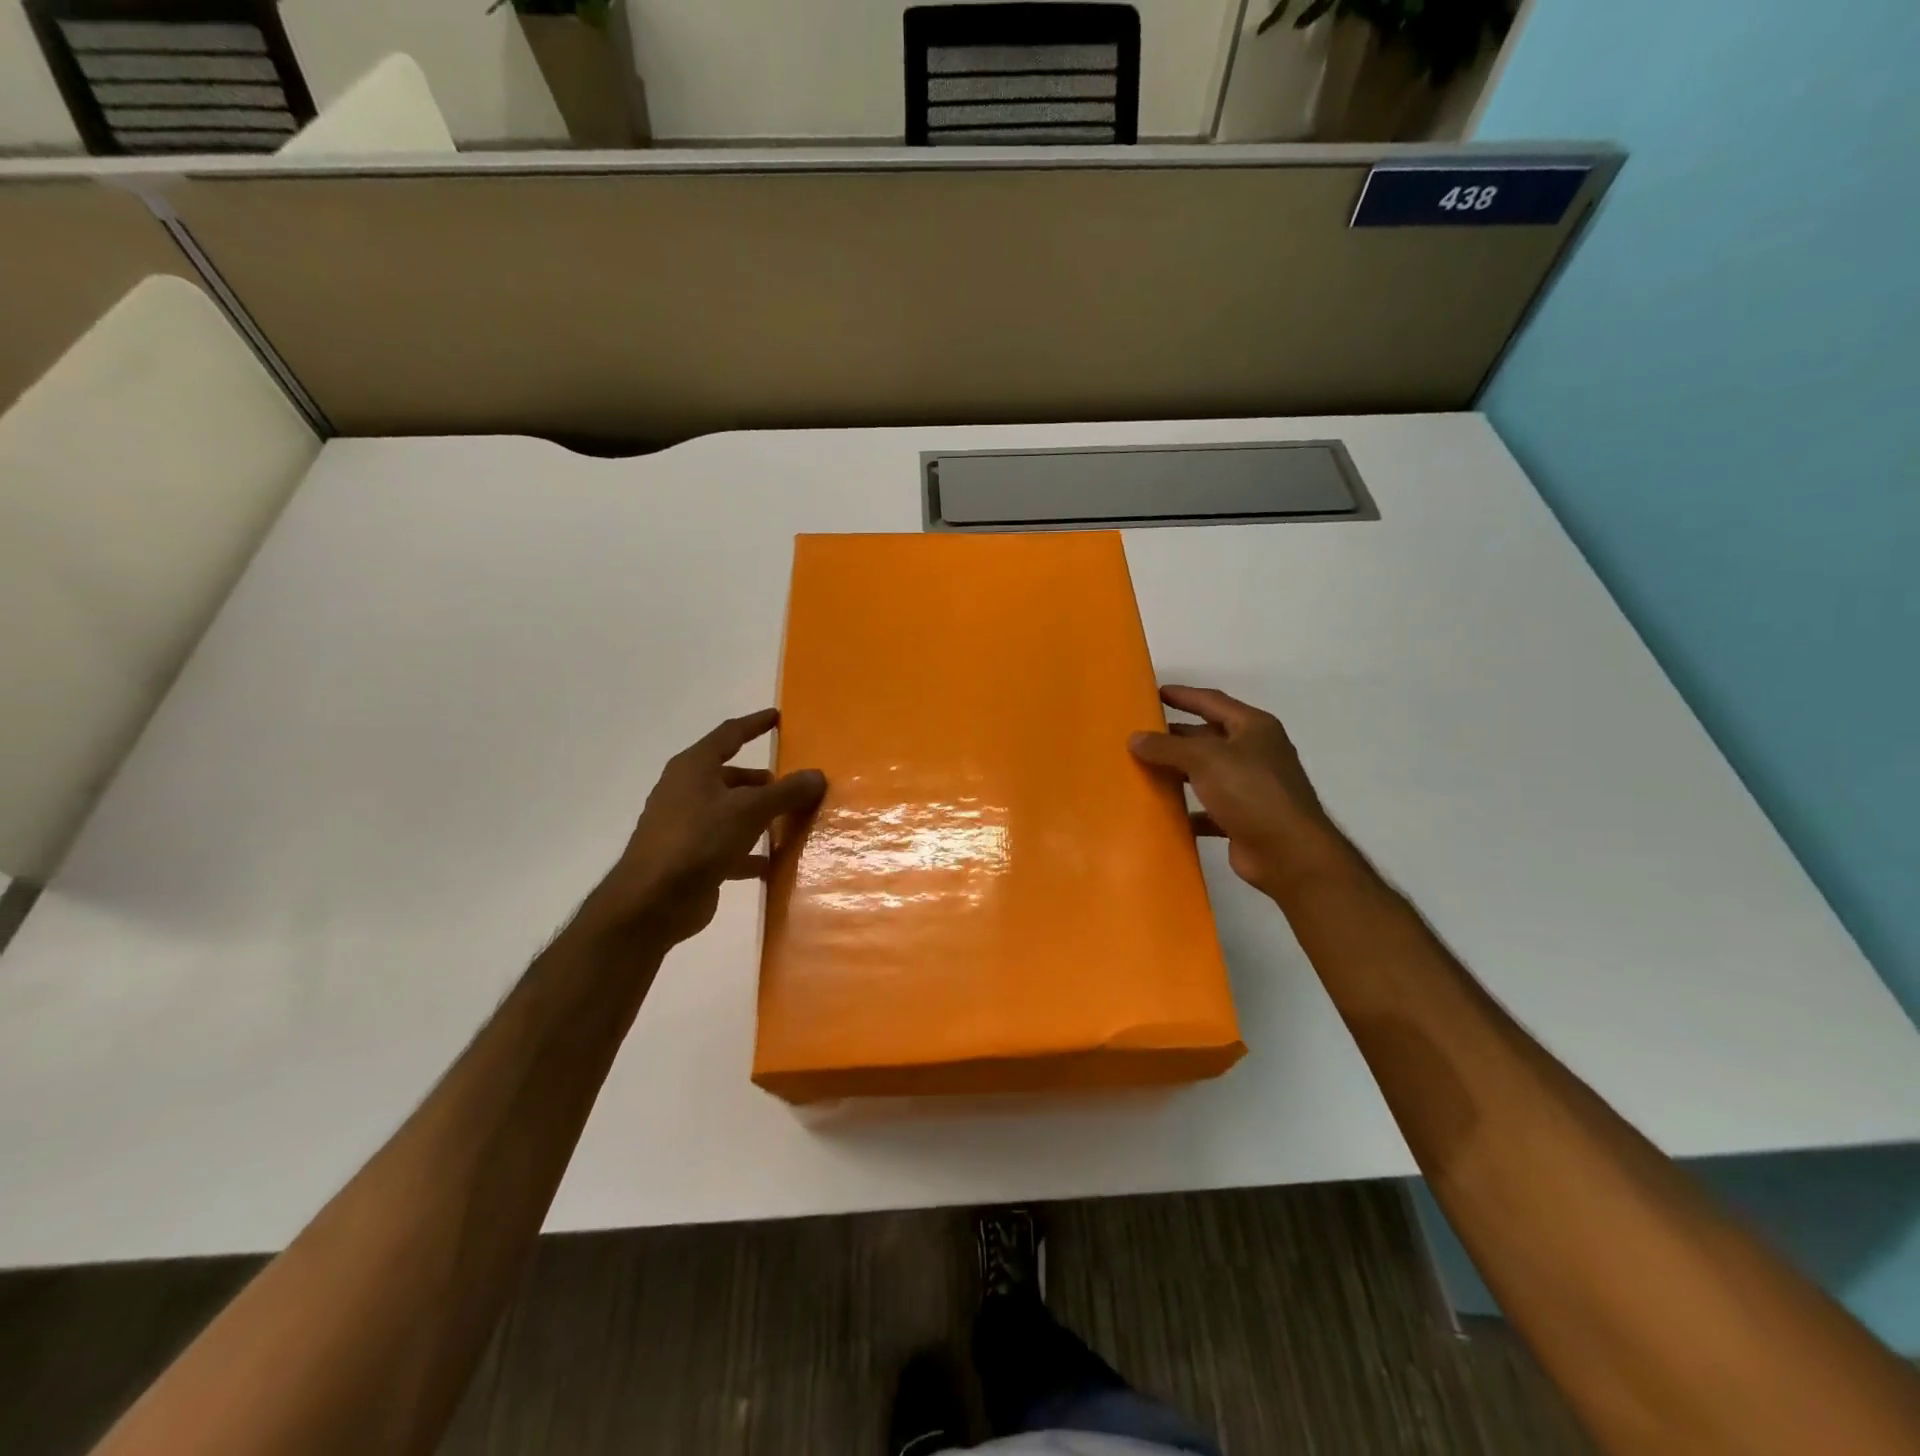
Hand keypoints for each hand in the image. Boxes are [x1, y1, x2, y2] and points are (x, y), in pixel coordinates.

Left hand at [580, 709, 825, 948]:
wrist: (652, 902)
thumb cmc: (699, 840)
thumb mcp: (749, 810)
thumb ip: (786, 792)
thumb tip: (817, 775)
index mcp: (694, 767)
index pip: (729, 735)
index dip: (754, 725)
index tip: (777, 717)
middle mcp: (687, 791)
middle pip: (731, 777)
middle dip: (762, 782)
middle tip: (794, 786)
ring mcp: (686, 826)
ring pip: (731, 813)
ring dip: (759, 817)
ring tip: (792, 823)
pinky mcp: (691, 858)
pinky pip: (728, 846)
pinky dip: (750, 851)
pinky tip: (774, 863)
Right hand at [1129, 686, 1350, 898]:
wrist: (1289, 853)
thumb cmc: (1251, 792)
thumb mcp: (1205, 760)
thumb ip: (1167, 747)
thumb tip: (1134, 738)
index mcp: (1253, 728)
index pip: (1212, 701)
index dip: (1183, 695)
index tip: (1153, 693)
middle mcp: (1255, 753)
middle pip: (1208, 737)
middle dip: (1175, 736)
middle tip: (1139, 735)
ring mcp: (1251, 787)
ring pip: (1206, 773)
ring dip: (1177, 772)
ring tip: (1141, 770)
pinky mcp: (1243, 819)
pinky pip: (1207, 808)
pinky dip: (1186, 809)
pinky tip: (1160, 812)